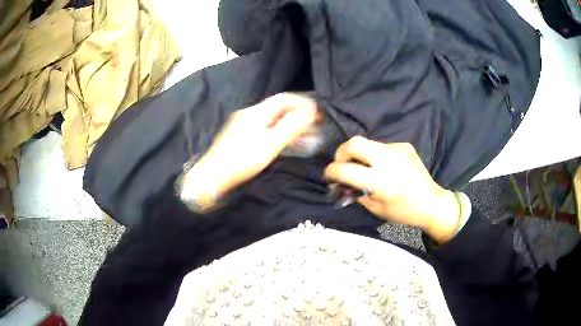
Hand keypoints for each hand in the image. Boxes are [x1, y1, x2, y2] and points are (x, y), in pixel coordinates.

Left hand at [188, 93, 318, 195]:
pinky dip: (280, 133)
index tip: (319, 112)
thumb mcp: (270, 144)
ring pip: (273, 120)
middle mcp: (250, 113)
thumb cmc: (242, 161)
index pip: (285, 98)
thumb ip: (291, 127)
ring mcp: (244, 124)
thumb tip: (310, 111)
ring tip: (308, 138)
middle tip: (317, 126)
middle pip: (279, 109)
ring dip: (291, 126)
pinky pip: (266, 129)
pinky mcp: (241, 136)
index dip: (303, 102)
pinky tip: (288, 143)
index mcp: (257, 112)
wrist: (213, 176)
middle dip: (299, 116)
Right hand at [324, 137, 461, 242]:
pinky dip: (377, 156)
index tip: (329, 175)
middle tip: (341, 163)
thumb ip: (357, 194)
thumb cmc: (404, 212)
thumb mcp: (376, 209)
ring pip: (368, 143)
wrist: (432, 203)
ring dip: (361, 155)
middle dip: (341, 152)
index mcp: (380, 181)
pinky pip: (383, 147)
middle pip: (354, 142)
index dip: (331, 171)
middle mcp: (388, 160)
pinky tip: (385, 167)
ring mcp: (397, 149)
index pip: (346, 170)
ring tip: (366, 168)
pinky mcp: (405, 146)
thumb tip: (341, 185)